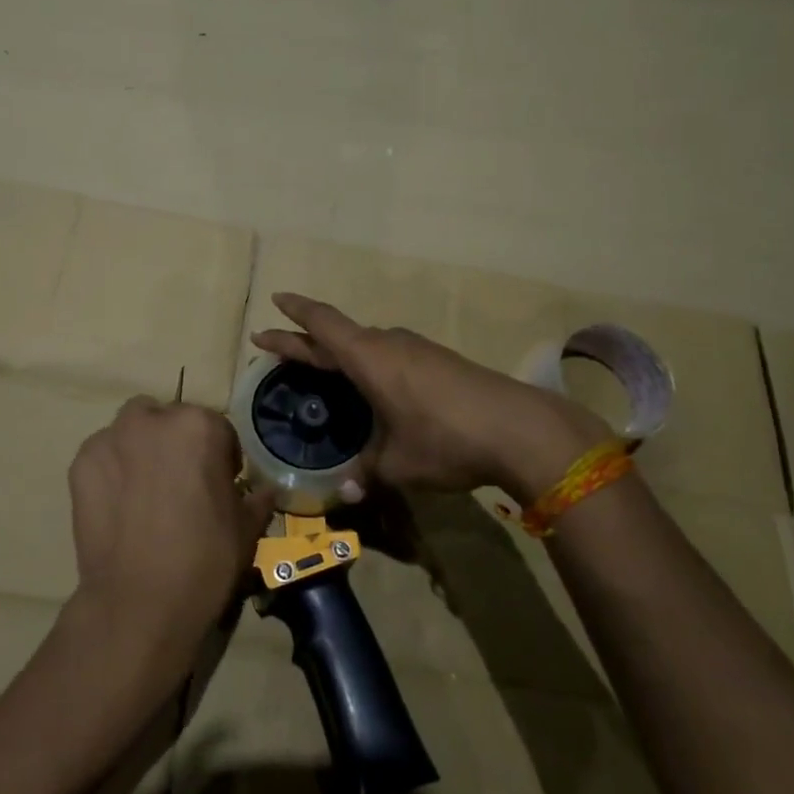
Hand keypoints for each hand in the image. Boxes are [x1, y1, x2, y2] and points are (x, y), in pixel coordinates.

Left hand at [68, 397, 273, 661]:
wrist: (140, 604)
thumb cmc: (205, 561)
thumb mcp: (246, 528)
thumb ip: (256, 498)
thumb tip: (265, 491)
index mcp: (200, 426)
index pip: (216, 427)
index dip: (220, 457)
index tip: (220, 484)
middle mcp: (153, 420)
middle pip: (169, 420)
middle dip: (177, 443)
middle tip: (181, 484)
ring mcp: (111, 439)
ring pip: (131, 430)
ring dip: (141, 448)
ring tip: (146, 492)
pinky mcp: (81, 464)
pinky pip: (103, 455)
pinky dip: (112, 469)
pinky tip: (120, 505)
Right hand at [251, 293, 611, 501]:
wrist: (520, 428)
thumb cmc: (445, 439)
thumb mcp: (397, 465)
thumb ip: (366, 474)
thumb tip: (346, 493)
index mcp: (368, 358)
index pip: (321, 324)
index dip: (295, 313)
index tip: (274, 300)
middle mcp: (389, 344)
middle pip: (337, 334)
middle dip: (304, 339)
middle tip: (275, 344)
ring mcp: (417, 350)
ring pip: (366, 345)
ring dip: (339, 353)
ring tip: (322, 370)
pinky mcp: (439, 361)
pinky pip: (389, 356)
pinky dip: (368, 364)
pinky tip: (373, 387)